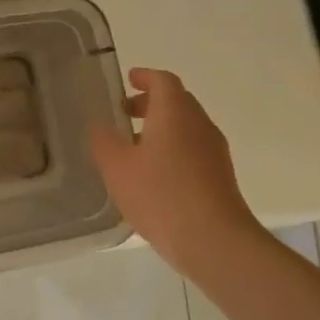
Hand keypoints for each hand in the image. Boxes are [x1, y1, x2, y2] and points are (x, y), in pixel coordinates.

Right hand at [89, 68, 264, 272]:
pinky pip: (193, 150)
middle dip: (150, 103)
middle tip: (124, 113)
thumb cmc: (161, 195)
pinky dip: (173, 149)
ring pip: (186, 127)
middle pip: (177, 102)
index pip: (163, 81)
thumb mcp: (117, 167)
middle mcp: (199, 125)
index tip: (128, 80)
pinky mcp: (220, 177)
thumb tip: (99, 124)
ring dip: (161, 128)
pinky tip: (153, 175)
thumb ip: (103, 141)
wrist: (215, 242)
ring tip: (133, 147)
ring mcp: (214, 152)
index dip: (145, 77)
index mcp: (175, 113)